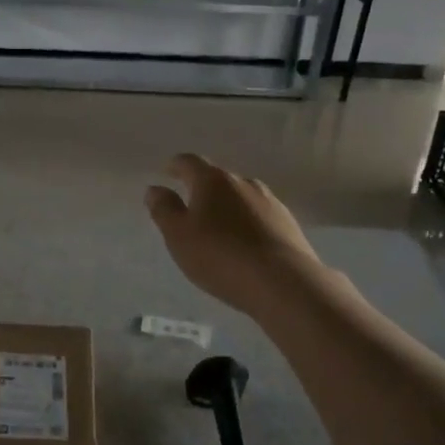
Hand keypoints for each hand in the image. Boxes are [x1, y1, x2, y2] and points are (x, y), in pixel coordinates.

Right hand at [144, 153, 322, 316]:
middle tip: (191, 208)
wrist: (282, 282)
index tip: (167, 171)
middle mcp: (243, 182)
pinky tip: (245, 244)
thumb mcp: (178, 236)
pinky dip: (247, 223)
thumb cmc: (220, 256)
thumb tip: (155, 189)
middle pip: (218, 178)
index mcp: (213, 180)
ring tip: (219, 229)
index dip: (175, 166)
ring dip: (227, 207)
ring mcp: (270, 201)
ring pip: (241, 197)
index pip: (189, 162)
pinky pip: (260, 216)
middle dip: (202, 189)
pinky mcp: (288, 223)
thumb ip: (164, 209)